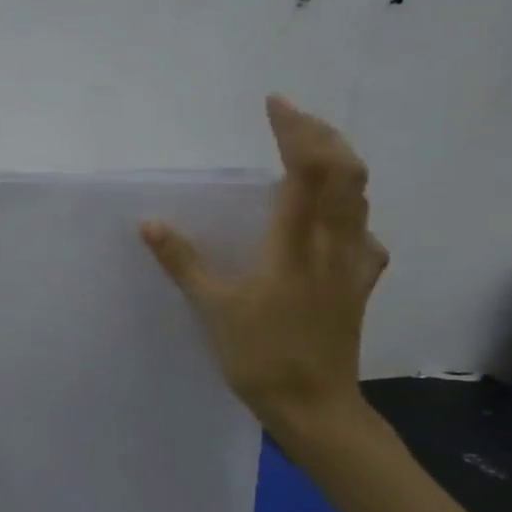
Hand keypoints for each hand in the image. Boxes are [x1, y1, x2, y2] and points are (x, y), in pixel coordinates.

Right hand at [143, 94, 387, 438]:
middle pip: (346, 173)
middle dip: (321, 135)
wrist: (315, 408)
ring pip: (359, 197)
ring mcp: (354, 264)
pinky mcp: (359, 283)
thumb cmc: (261, 357)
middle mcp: (334, 244)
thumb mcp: (213, 309)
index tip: (274, 104)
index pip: (306, 172)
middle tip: (292, 117)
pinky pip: (361, 230)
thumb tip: (149, 223)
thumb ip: (183, 262)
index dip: (295, 132)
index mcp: (296, 246)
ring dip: (337, 162)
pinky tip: (331, 219)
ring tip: (309, 150)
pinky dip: (347, 207)